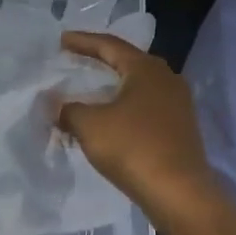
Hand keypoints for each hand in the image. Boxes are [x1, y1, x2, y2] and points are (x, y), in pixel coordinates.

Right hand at [56, 32, 226, 229]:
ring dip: (110, 88)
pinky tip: (107, 120)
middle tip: (74, 60)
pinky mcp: (179, 129)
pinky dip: (122, 108)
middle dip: (99, 61)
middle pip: (126, 62)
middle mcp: (166, 79)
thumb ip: (68, 109)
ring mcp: (177, 105)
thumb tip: (55, 105)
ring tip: (87, 91)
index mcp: (146, 69)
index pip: (109, 45)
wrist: (180, 194)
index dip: (83, 41)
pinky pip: (144, 108)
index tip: (61, 40)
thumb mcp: (90, 125)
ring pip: (136, 87)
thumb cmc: (133, 148)